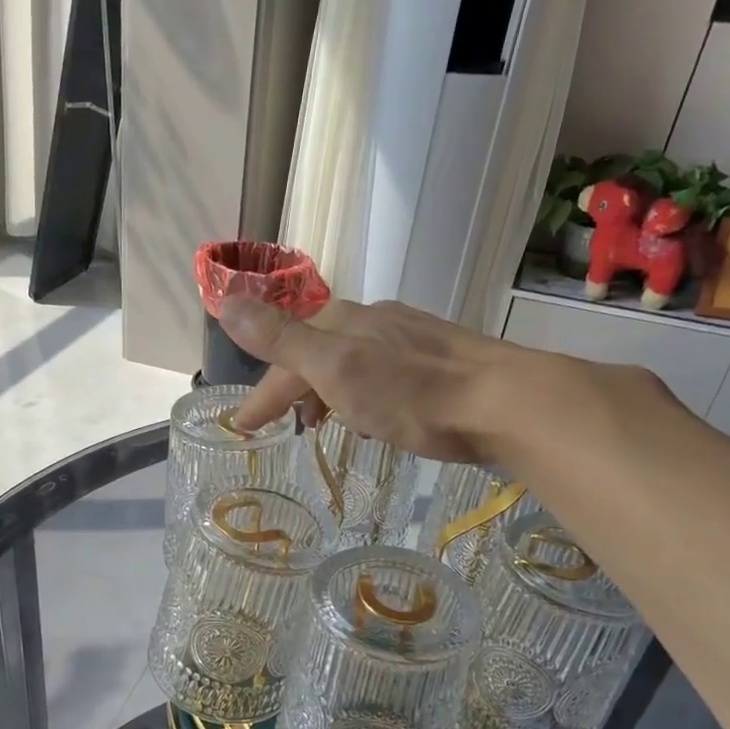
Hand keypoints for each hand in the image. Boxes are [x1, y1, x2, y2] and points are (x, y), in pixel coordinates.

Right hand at [220, 297, 523, 462]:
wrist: (503, 401)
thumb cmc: (411, 392)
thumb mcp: (335, 367)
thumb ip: (282, 339)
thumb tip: (226, 300)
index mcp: (344, 322)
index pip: (286, 356)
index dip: (263, 393)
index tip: (245, 428)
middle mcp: (375, 322)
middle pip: (318, 353)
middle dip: (293, 388)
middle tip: (282, 425)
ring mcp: (411, 339)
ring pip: (352, 362)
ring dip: (327, 391)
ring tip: (322, 425)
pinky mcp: (441, 361)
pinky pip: (382, 373)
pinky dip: (361, 394)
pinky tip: (375, 415)